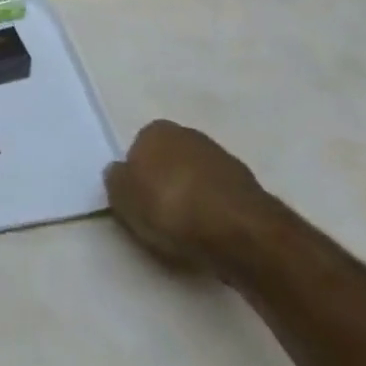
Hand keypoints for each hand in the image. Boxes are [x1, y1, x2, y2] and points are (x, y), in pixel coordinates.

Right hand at [104, 121, 274, 279]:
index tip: (137, 202)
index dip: (136, 177)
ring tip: (187, 232)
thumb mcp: (122, 197)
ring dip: (192, 199)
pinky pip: (220, 199)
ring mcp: (224, 159)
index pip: (138, 149)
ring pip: (196, 179)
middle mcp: (190, 135)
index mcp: (156, 130)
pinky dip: (214, 213)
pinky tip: (212, 235)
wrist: (239, 232)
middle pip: (169, 161)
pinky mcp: (250, 188)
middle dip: (165, 183)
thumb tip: (120, 173)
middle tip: (159, 217)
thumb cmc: (170, 208)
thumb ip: (116, 180)